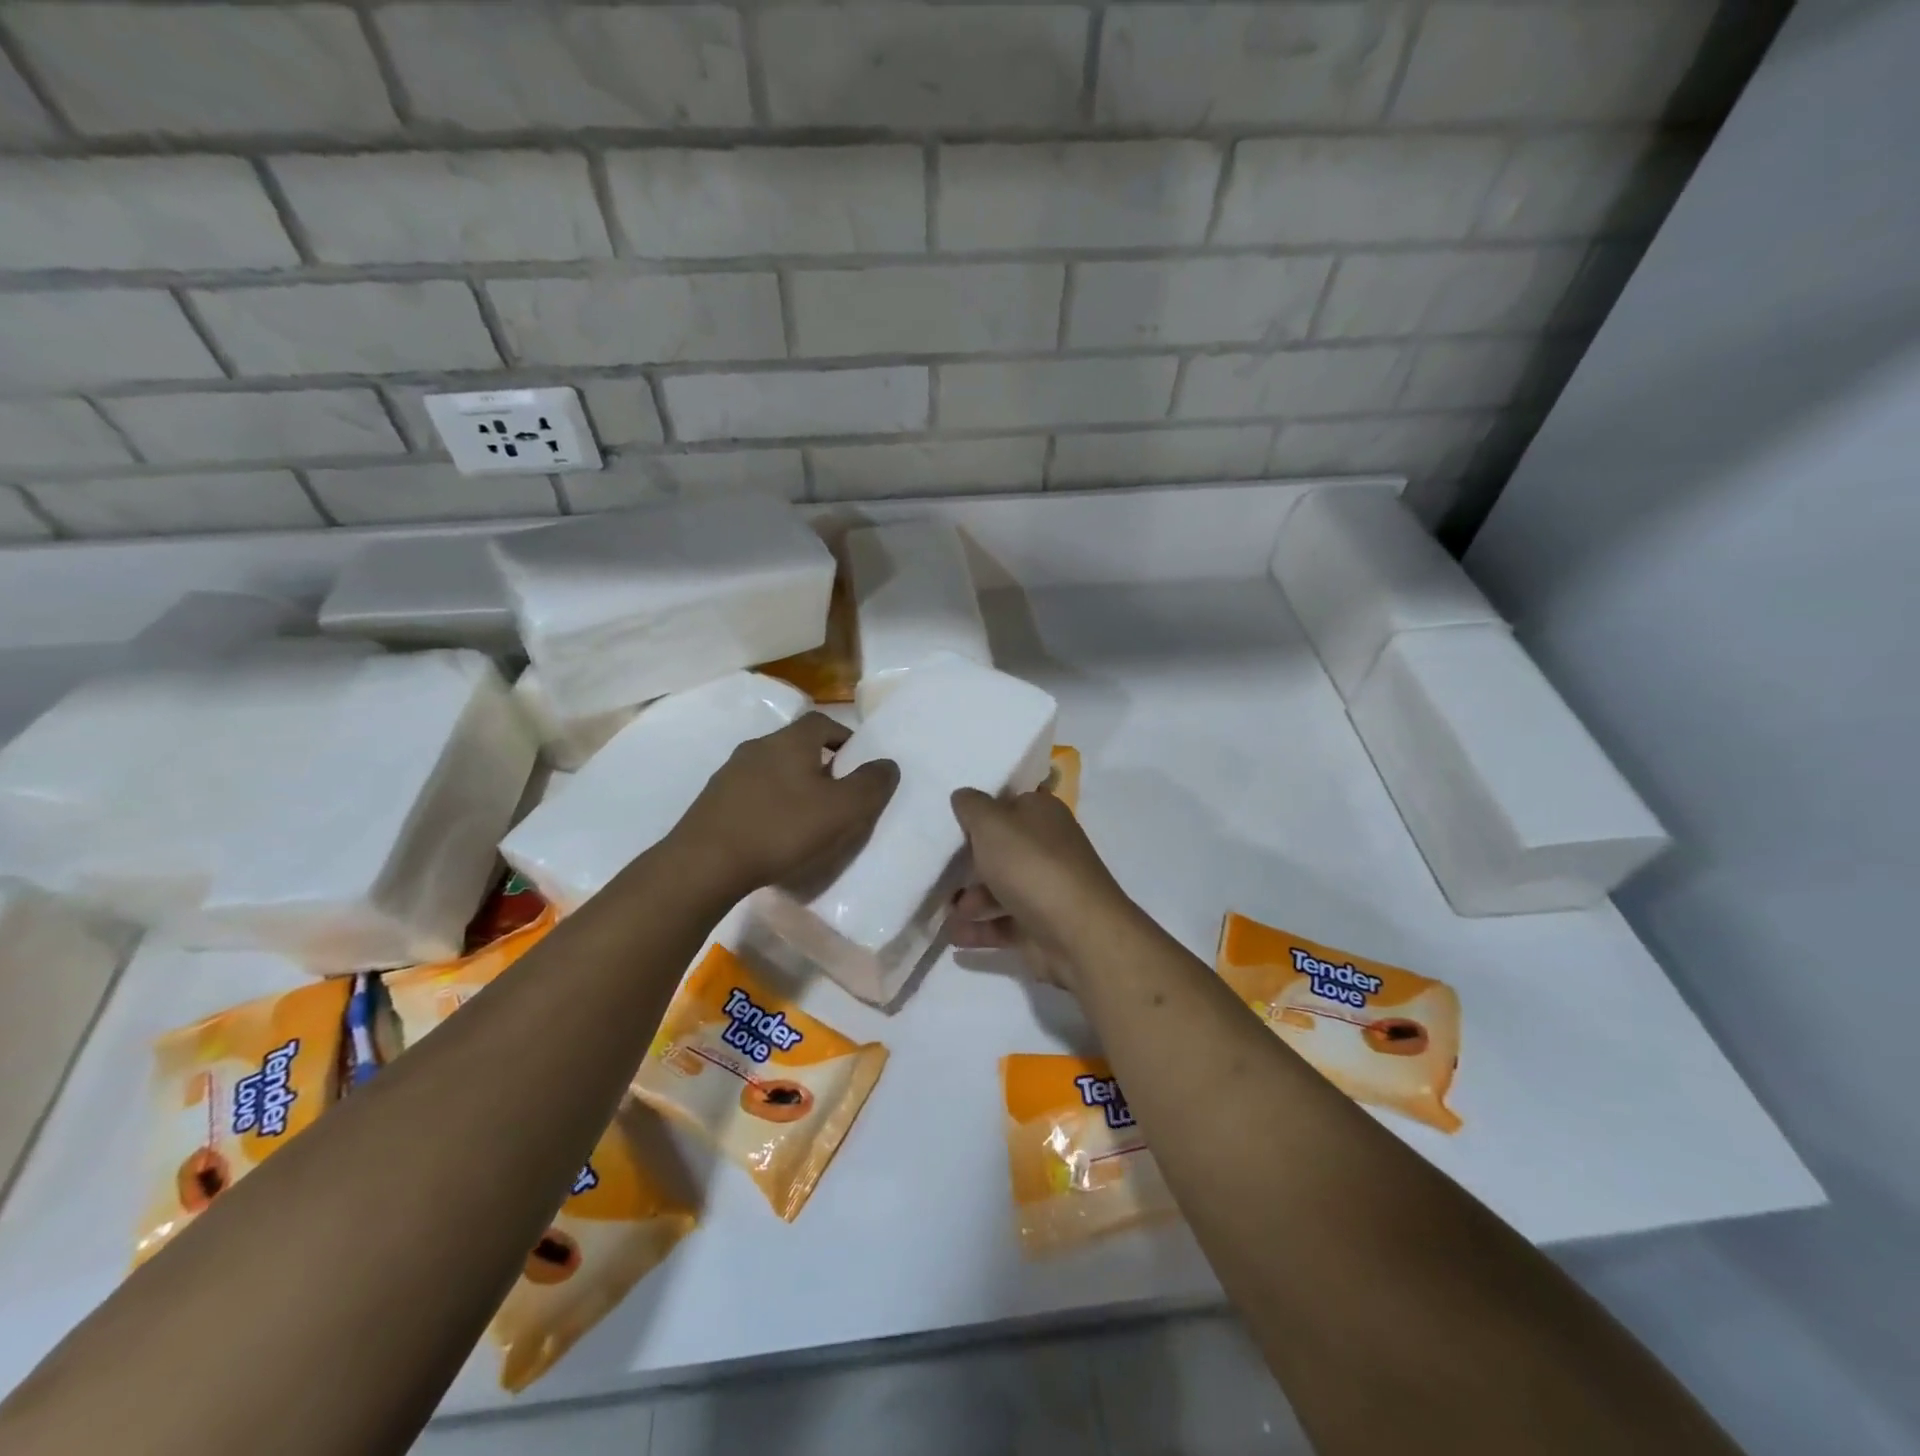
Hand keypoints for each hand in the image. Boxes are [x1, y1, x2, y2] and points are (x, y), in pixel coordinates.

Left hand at [673, 713, 897, 897]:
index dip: (844, 738)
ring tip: (806, 820)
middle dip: (820, 765)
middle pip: (796, 746)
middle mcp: (757, 747)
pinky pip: (751, 794)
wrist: (704, 864)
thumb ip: (871, 784)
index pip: (823, 722)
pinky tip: (773, 834)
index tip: (857, 766)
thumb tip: (887, 764)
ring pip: (772, 770)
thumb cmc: (782, 829)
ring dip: (792, 787)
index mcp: (790, 741)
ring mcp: (729, 774)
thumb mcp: (842, 810)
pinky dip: (769, 806)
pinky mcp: (712, 801)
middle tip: (837, 797)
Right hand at [947, 786, 1134, 990]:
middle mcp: (1046, 848)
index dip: (981, 809)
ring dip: (969, 899)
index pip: (1010, 802)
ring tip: (944, 910)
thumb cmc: (1032, 866)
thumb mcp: (992, 824)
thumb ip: (972, 807)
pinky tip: (953, 935)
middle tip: (938, 865)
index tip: (949, 818)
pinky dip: (978, 929)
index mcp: (1042, 814)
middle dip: (969, 859)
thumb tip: (963, 795)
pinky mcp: (1039, 926)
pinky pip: (1002, 924)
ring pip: (999, 888)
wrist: (1078, 934)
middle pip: (1002, 848)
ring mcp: (1044, 888)